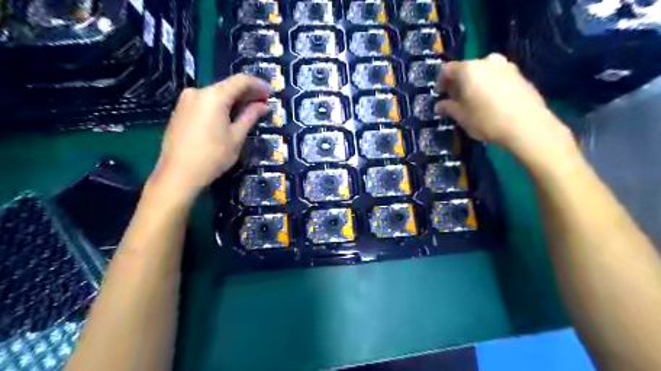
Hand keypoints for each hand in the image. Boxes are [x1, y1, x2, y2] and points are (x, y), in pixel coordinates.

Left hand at [149, 74, 270, 197]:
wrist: (178, 174)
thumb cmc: (213, 156)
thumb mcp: (236, 137)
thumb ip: (250, 116)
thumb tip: (264, 106)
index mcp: (214, 96)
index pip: (241, 81)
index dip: (258, 85)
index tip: (271, 93)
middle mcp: (198, 92)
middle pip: (227, 86)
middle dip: (247, 93)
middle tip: (263, 102)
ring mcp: (186, 100)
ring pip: (216, 94)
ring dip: (234, 100)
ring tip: (249, 111)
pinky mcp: (180, 111)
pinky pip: (206, 102)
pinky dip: (221, 106)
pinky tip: (230, 116)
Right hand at [435, 51, 574, 153]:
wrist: (526, 125)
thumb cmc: (486, 119)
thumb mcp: (461, 116)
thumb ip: (448, 107)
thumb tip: (439, 105)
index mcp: (468, 69)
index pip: (447, 69)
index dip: (441, 81)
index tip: (441, 94)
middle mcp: (487, 61)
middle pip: (466, 69)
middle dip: (459, 82)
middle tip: (457, 98)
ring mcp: (506, 65)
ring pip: (483, 72)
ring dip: (476, 83)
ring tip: (475, 100)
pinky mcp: (520, 74)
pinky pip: (498, 76)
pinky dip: (491, 85)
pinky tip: (492, 101)